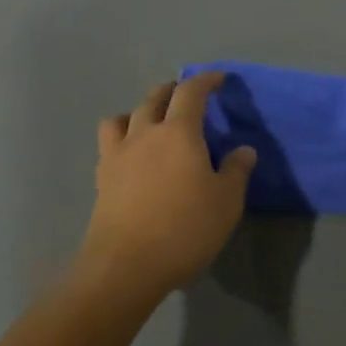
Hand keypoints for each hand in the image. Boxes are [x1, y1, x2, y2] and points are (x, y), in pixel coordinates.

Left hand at [77, 73, 255, 302]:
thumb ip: (236, 171)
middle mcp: (145, 134)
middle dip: (173, 90)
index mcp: (179, 132)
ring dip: (141, 109)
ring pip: (125, 116)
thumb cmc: (185, 229)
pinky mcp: (102, 177)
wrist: (126, 266)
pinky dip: (122, 135)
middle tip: (187, 95)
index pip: (191, 92)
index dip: (205, 80)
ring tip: (152, 120)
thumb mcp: (226, 202)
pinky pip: (109, 142)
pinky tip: (131, 152)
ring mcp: (118, 154)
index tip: (218, 79)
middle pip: (155, 97)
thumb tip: (244, 150)